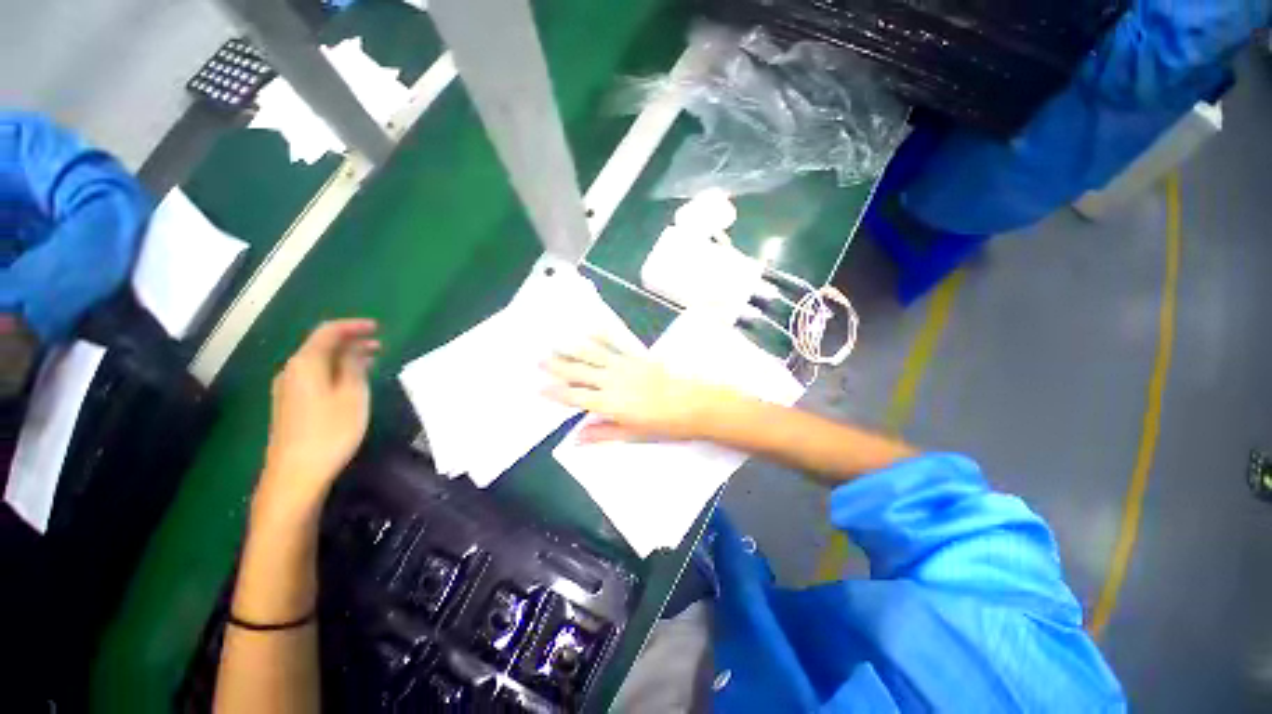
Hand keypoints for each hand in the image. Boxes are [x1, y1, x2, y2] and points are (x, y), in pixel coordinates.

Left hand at [258, 320, 379, 512]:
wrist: (296, 473)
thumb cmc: (330, 430)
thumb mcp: (352, 394)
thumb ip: (354, 366)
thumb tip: (355, 349)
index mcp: (306, 363)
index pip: (328, 332)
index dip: (353, 326)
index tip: (377, 327)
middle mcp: (292, 370)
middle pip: (321, 345)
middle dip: (350, 341)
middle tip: (380, 345)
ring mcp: (287, 389)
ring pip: (318, 361)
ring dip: (344, 357)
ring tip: (371, 361)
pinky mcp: (290, 404)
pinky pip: (314, 376)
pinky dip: (335, 371)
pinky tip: (350, 381)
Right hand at [543, 337, 730, 443]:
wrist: (694, 404)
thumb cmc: (664, 425)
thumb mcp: (632, 435)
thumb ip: (603, 433)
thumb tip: (575, 439)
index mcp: (609, 403)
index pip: (575, 397)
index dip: (556, 393)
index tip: (540, 388)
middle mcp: (612, 381)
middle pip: (579, 372)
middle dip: (558, 367)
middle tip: (540, 360)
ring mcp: (625, 365)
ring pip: (593, 355)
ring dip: (573, 349)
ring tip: (556, 344)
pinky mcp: (638, 356)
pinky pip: (616, 343)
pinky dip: (601, 336)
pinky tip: (590, 329)